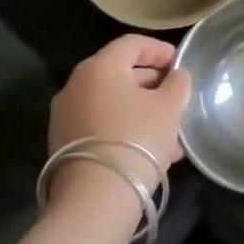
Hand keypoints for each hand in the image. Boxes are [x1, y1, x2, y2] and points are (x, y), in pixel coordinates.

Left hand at [48, 35, 191, 194]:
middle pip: (120, 72)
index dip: (160, 49)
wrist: (94, 200)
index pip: (132, 43)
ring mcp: (66, 116)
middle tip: (176, 96)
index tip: (180, 64)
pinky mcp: (64, 144)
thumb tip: (176, 76)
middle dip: (152, 83)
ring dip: (142, 109)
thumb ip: (178, 83)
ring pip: (112, 102)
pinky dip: (125, 127)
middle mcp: (76, 85)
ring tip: (171, 129)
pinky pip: (101, 124)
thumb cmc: (137, 139)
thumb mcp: (170, 106)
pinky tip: (151, 149)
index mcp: (100, 67)